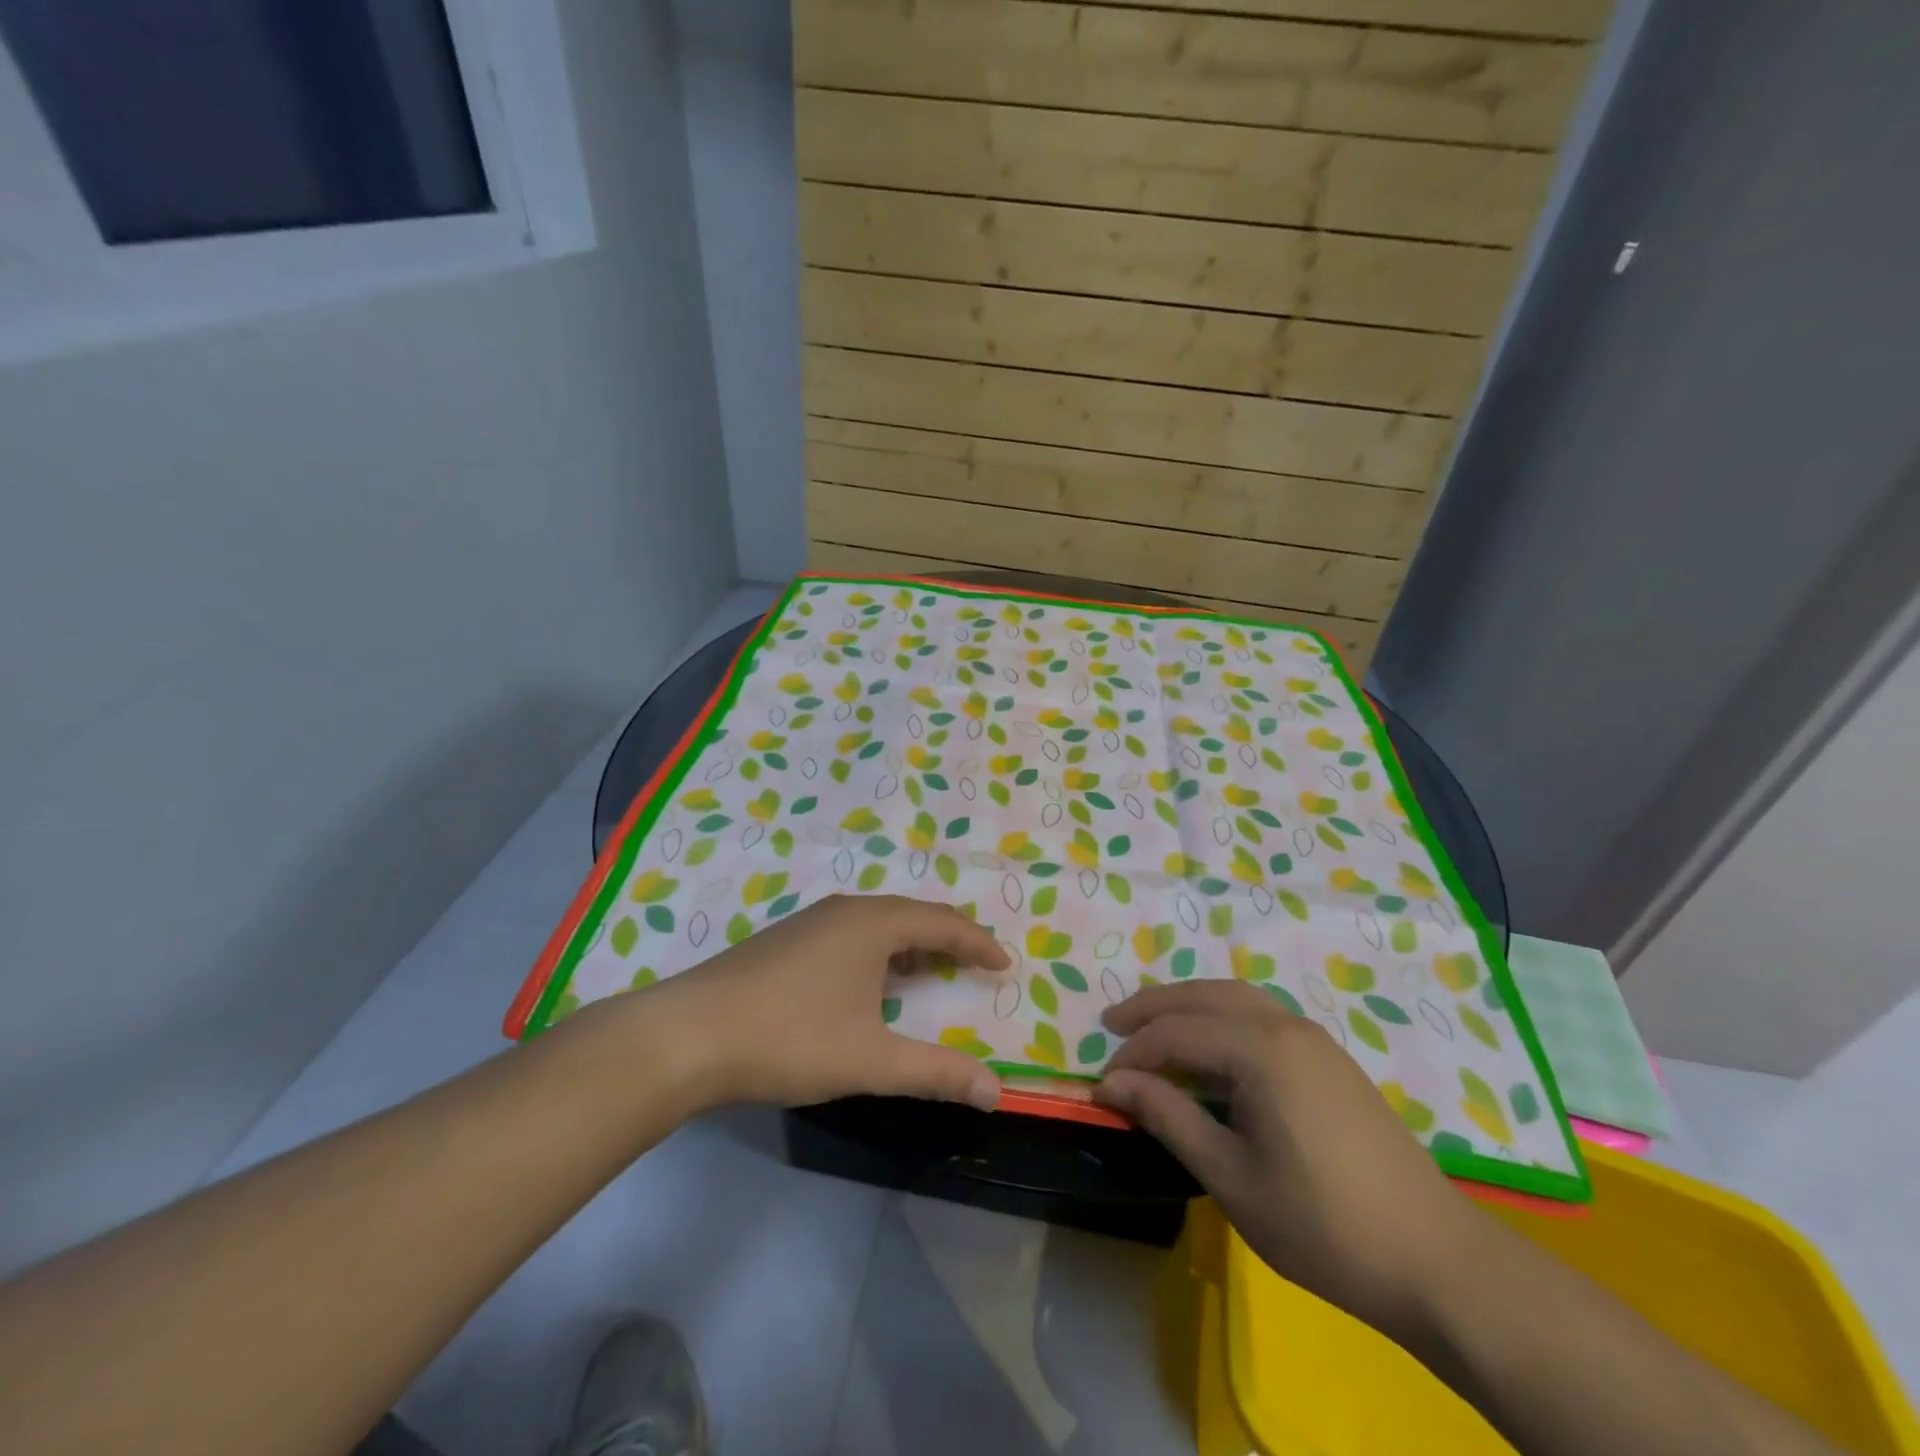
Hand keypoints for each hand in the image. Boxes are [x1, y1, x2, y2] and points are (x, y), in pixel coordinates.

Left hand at [625, 893, 1009, 1112]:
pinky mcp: (786, 940)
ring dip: (911, 944)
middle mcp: (845, 910)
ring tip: (931, 971)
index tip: (1004, 965)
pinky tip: (870, 983)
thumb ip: (937, 1072)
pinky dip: (879, 952)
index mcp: (873, 924)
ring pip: (878, 923)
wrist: (687, 1035)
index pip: (943, 922)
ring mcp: (811, 922)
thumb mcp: (871, 1060)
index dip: (978, 943)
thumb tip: (995, 1091)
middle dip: (947, 939)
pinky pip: (851, 934)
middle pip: (911, 915)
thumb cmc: (790, 1038)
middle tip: (974, 964)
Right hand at [1093, 980, 1481, 1342]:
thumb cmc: (1323, 1226)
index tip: (1103, 1084)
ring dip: (1188, 1004)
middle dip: (1153, 1006)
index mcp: (1261, 1050)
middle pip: (1204, 994)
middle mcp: (1286, 1025)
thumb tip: (1111, 1083)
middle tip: (1112, 1024)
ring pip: (1235, 996)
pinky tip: (1211, 1047)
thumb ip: (1168, 1117)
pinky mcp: (1330, 1057)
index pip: (1176, 1033)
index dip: (1133, 1055)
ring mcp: (1314, 1037)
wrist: (1437, 1261)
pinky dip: (1221, 1016)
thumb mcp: (1231, 1177)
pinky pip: (1260, 1014)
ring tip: (1153, 1027)